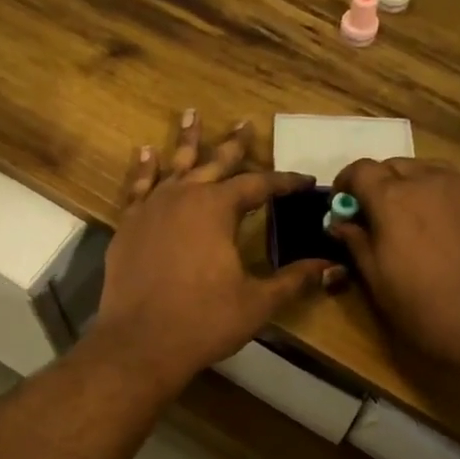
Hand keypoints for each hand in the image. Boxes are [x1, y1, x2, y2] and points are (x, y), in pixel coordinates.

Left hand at [89, 112, 334, 393]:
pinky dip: (144, 169)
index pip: (259, 186)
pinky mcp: (128, 226)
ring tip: (191, 113)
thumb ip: (293, 279)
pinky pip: (138, 187)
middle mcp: (183, 197)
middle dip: (234, 145)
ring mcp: (151, 209)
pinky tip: (146, 152)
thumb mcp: (257, 302)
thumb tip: (331, 266)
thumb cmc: (203, 321)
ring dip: (187, 141)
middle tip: (245, 122)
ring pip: (174, 166)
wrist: (139, 344)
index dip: (285, 183)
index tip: (305, 181)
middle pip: (215, 164)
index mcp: (217, 209)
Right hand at [329, 158, 459, 382]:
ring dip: (407, 185)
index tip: (342, 210)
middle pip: (393, 165)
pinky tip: (438, 228)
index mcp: (393, 199)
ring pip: (424, 170)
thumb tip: (339, 223)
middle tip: (373, 219)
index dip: (345, 185)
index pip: (360, 170)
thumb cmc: (430, 311)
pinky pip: (452, 183)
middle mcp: (428, 181)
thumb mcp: (379, 284)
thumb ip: (357, 244)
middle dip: (376, 184)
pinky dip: (435, 193)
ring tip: (407, 220)